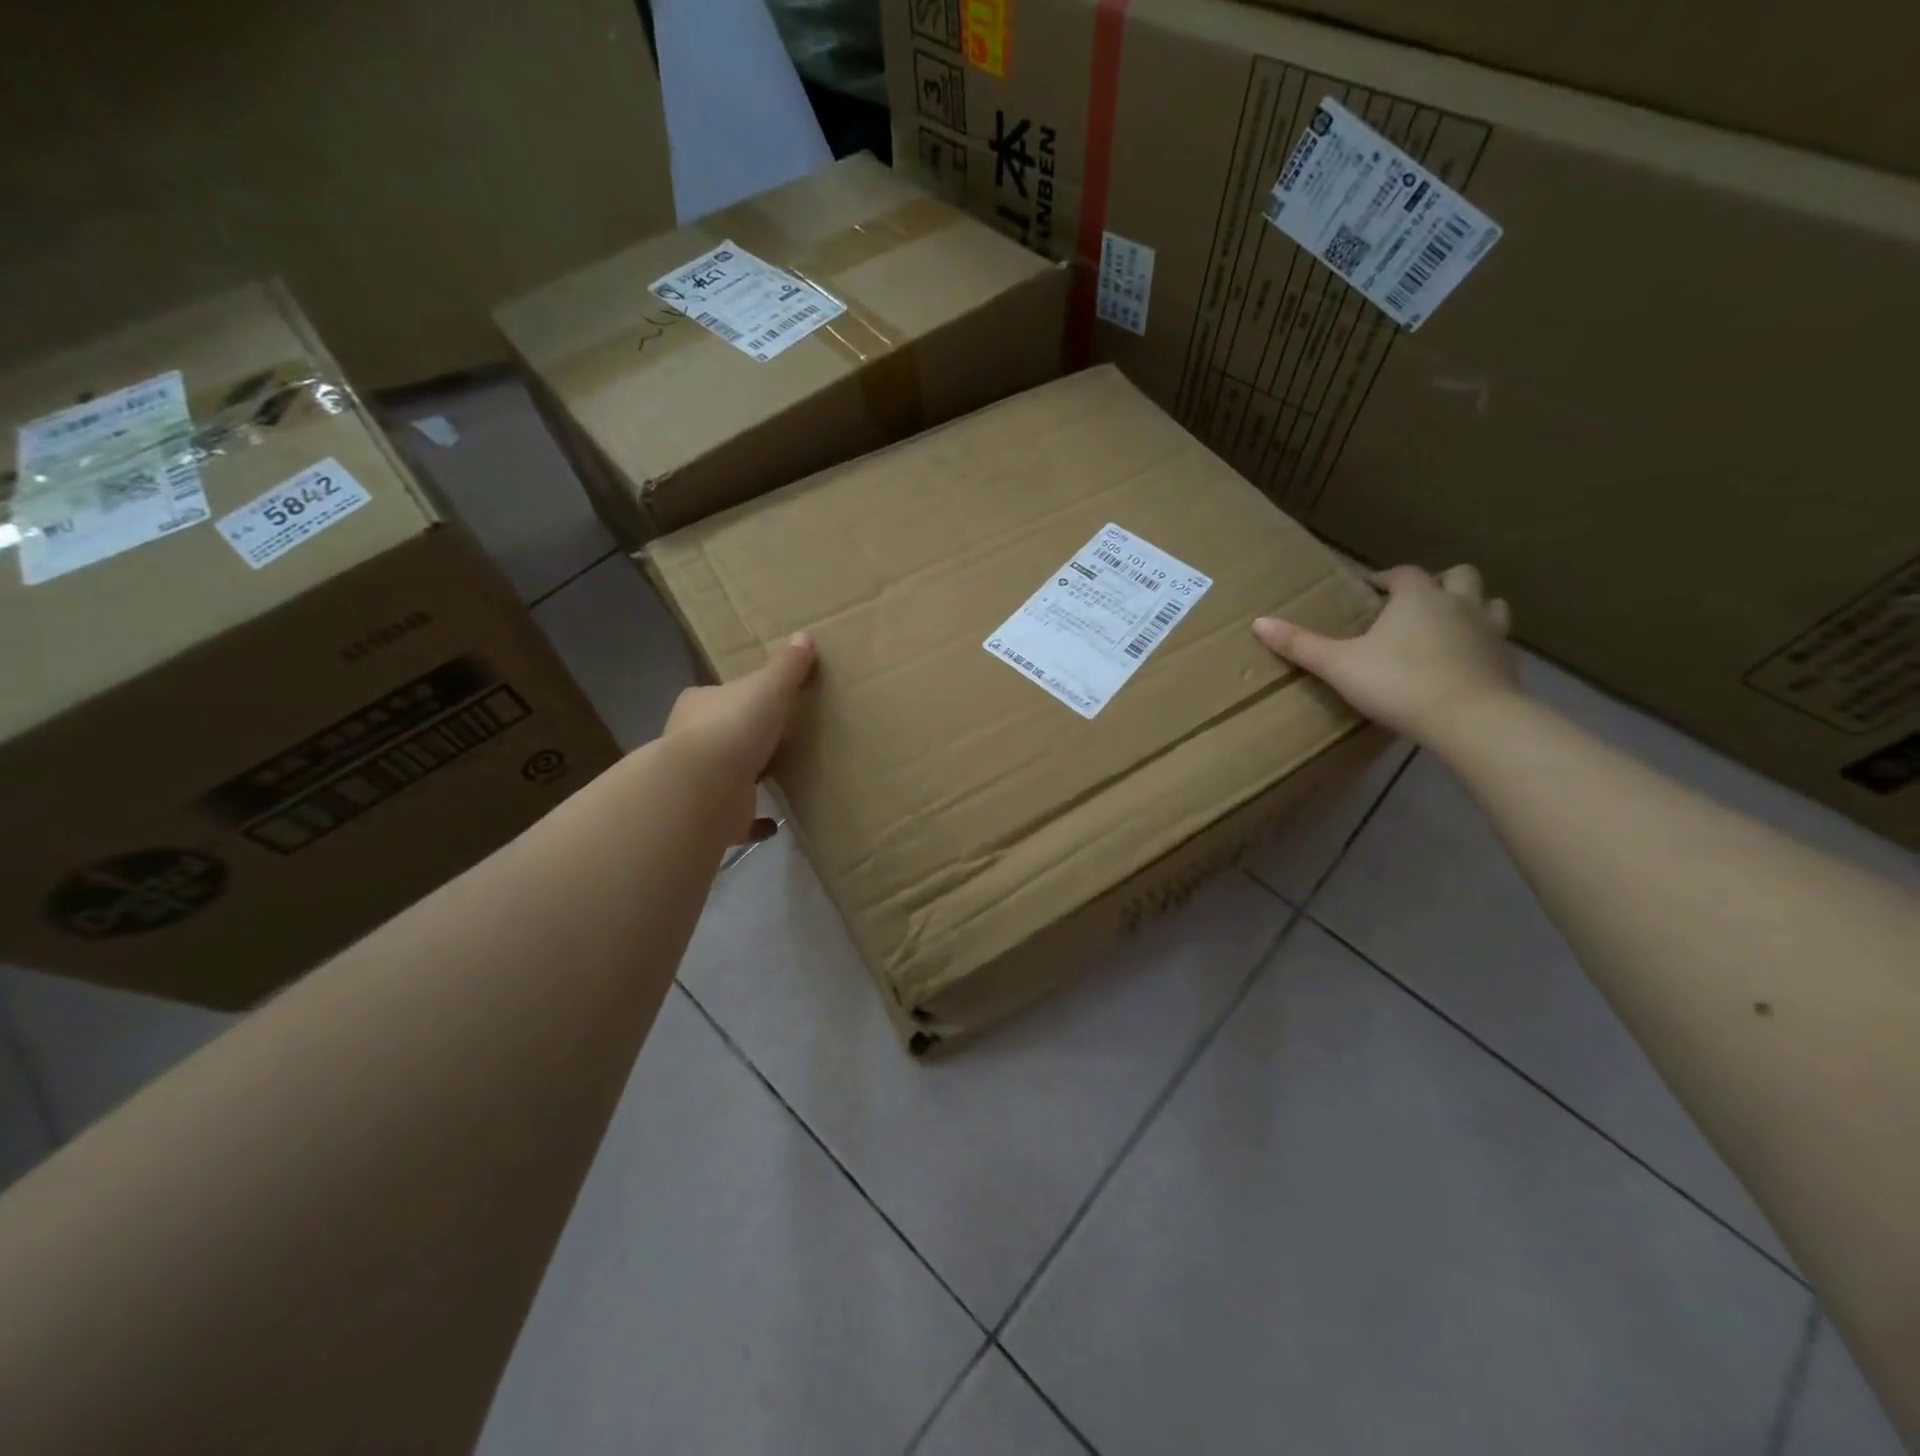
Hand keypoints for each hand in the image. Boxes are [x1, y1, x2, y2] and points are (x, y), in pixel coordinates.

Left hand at [664, 633, 816, 843]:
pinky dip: (755, 820)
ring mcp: (699, 782)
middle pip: (719, 734)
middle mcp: (692, 741)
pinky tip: (774, 822)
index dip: (737, 697)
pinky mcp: (712, 816)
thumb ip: (787, 667)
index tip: (762, 701)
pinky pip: (738, 818)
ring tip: (777, 777)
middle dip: (742, 737)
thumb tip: (805, 636)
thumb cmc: (734, 726)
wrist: (704, 788)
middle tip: (776, 739)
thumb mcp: (769, 687)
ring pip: (726, 776)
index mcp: (699, 705)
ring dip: (747, 777)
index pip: (717, 695)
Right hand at [1252, 565, 1519, 743]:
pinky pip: (1498, 641)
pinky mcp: (1507, 662)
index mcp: (1417, 597)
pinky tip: (1465, 663)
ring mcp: (1490, 631)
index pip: (1402, 573)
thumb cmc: (1398, 683)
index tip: (1369, 590)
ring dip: (1470, 608)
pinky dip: (1482, 644)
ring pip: (1489, 603)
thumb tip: (1258, 623)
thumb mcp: (1338, 665)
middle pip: (1458, 576)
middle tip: (1413, 605)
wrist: (1470, 718)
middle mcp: (1458, 604)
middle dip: (1437, 583)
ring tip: (1448, 627)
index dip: (1384, 579)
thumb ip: (1300, 644)